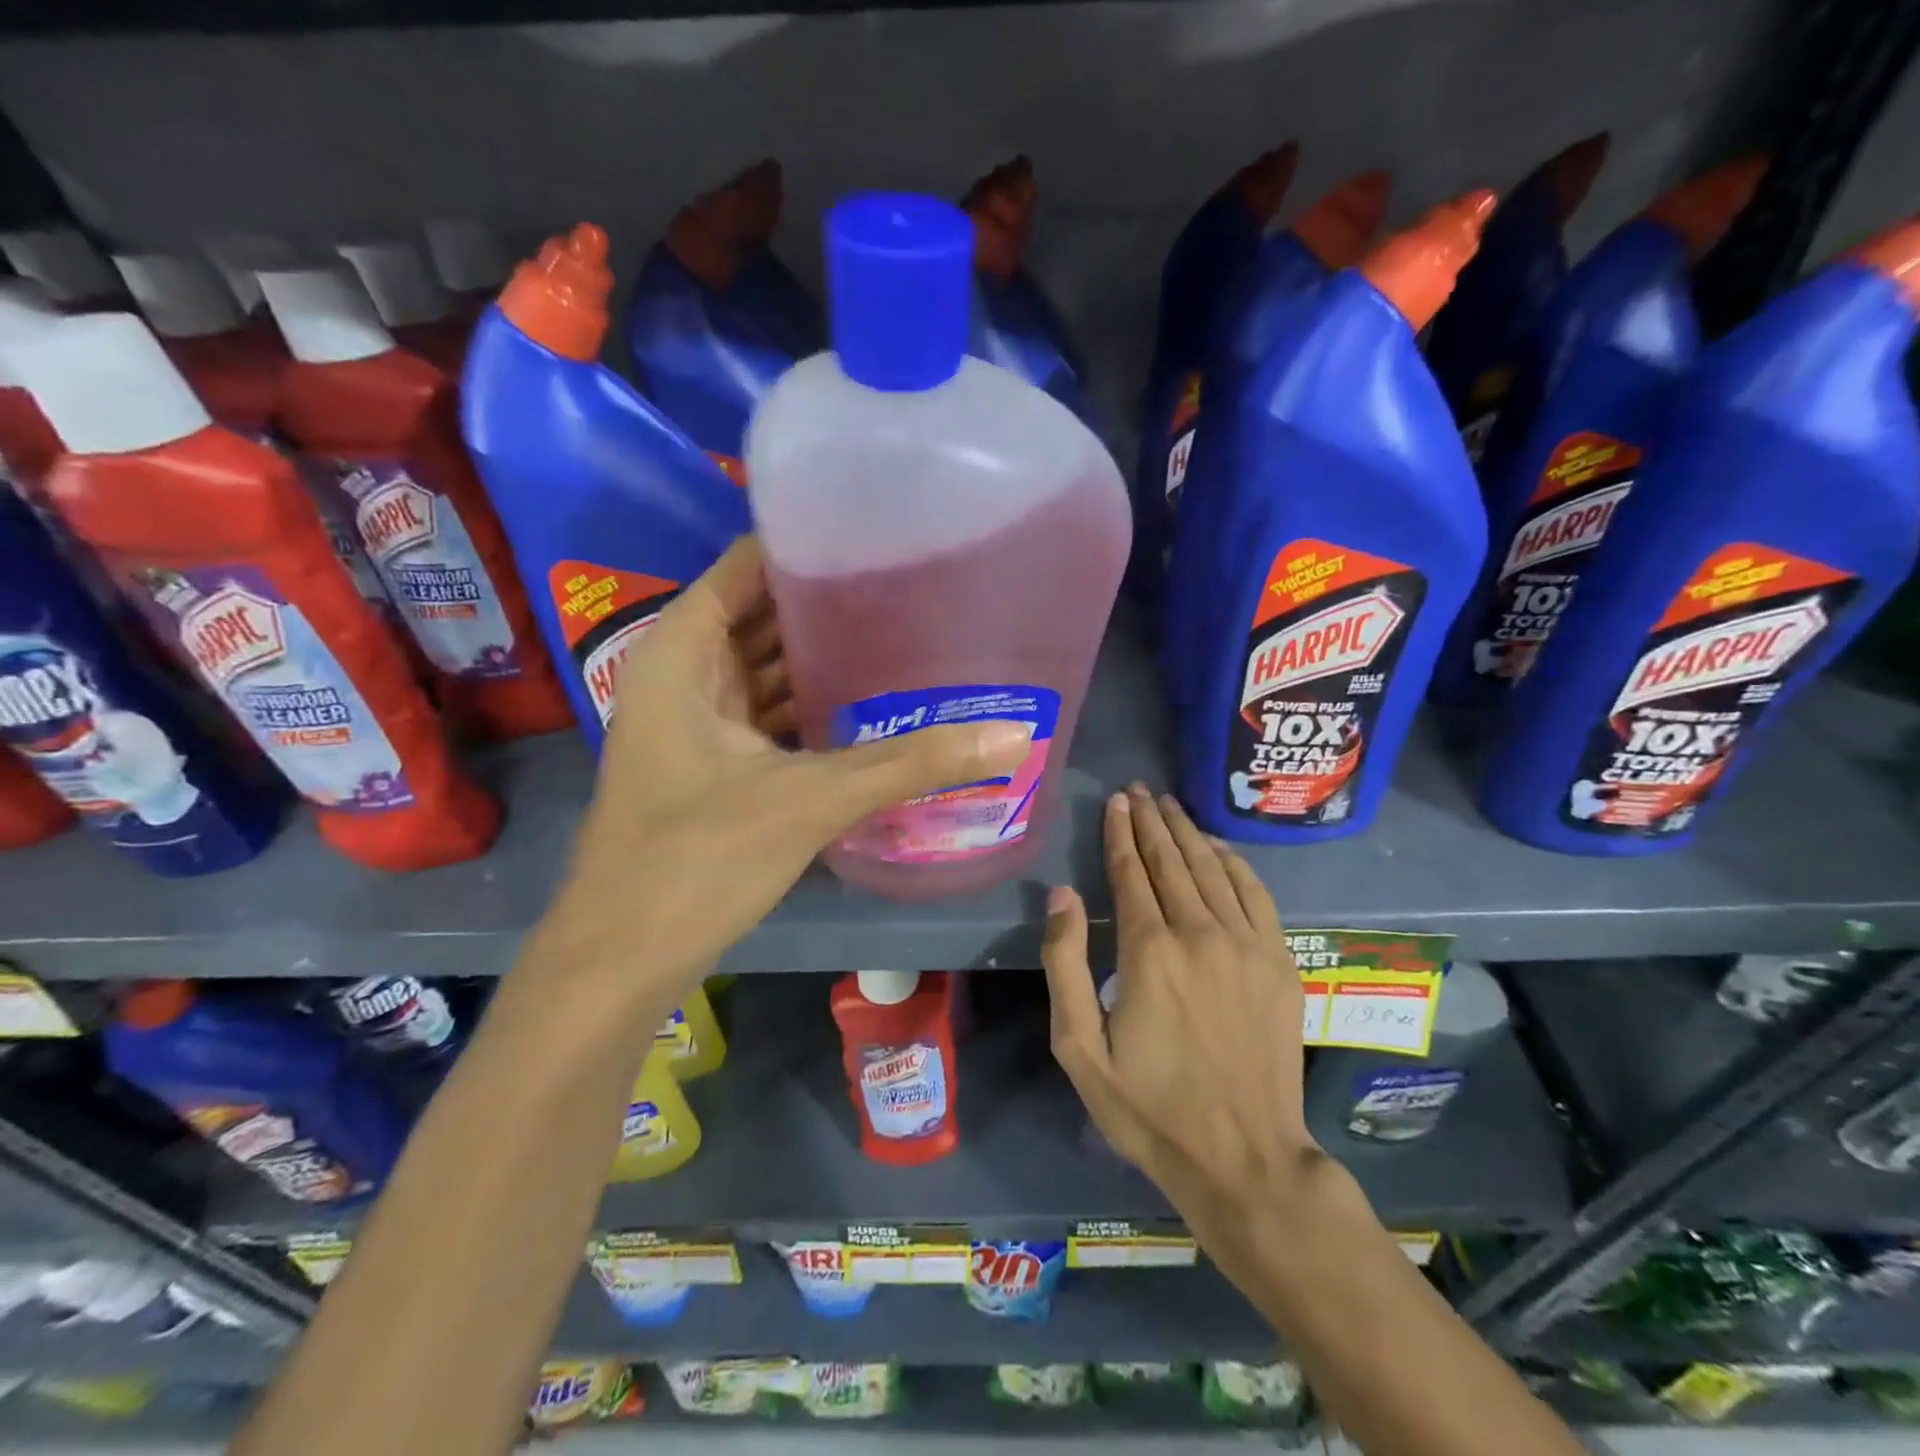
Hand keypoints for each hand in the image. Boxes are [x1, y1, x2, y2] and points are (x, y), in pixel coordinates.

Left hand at [540, 537, 1030, 999]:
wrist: (623, 959)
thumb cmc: (696, 859)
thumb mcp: (809, 799)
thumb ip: (910, 764)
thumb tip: (1013, 737)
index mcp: (682, 653)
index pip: (747, 567)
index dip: (806, 547)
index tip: (878, 535)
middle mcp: (684, 675)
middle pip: (763, 616)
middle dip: (828, 604)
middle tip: (911, 586)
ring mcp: (697, 723)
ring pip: (768, 670)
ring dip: (824, 660)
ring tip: (904, 635)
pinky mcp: (715, 766)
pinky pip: (771, 715)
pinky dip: (813, 708)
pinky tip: (871, 707)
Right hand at [1042, 784, 1315, 1229]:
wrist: (1245, 1158)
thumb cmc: (1149, 1107)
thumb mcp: (1080, 1048)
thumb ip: (1066, 964)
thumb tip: (1063, 894)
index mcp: (1148, 950)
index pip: (1129, 872)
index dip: (1119, 832)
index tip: (1115, 801)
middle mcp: (1199, 933)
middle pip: (1171, 860)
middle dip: (1151, 821)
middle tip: (1138, 790)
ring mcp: (1247, 945)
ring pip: (1212, 869)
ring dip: (1188, 832)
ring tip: (1169, 806)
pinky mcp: (1280, 962)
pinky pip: (1256, 894)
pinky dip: (1235, 863)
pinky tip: (1219, 847)